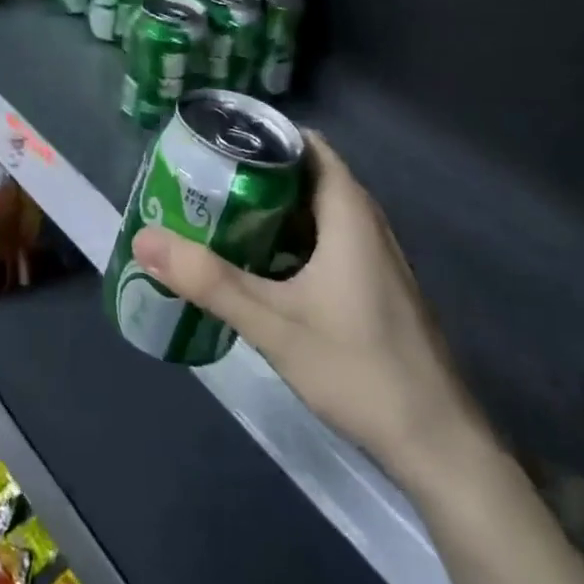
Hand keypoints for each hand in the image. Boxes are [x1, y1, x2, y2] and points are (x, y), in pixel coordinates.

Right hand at [131, 132, 490, 496]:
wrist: (439, 448)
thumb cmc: (360, 371)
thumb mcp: (273, 324)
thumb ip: (208, 281)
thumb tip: (144, 238)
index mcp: (350, 215)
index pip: (307, 146)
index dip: (262, 135)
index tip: (214, 140)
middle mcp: (365, 226)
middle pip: (305, 175)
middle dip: (253, 172)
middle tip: (199, 179)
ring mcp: (372, 260)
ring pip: (313, 212)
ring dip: (267, 208)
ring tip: (213, 213)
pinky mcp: (371, 288)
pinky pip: (322, 241)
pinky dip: (285, 239)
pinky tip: (251, 264)